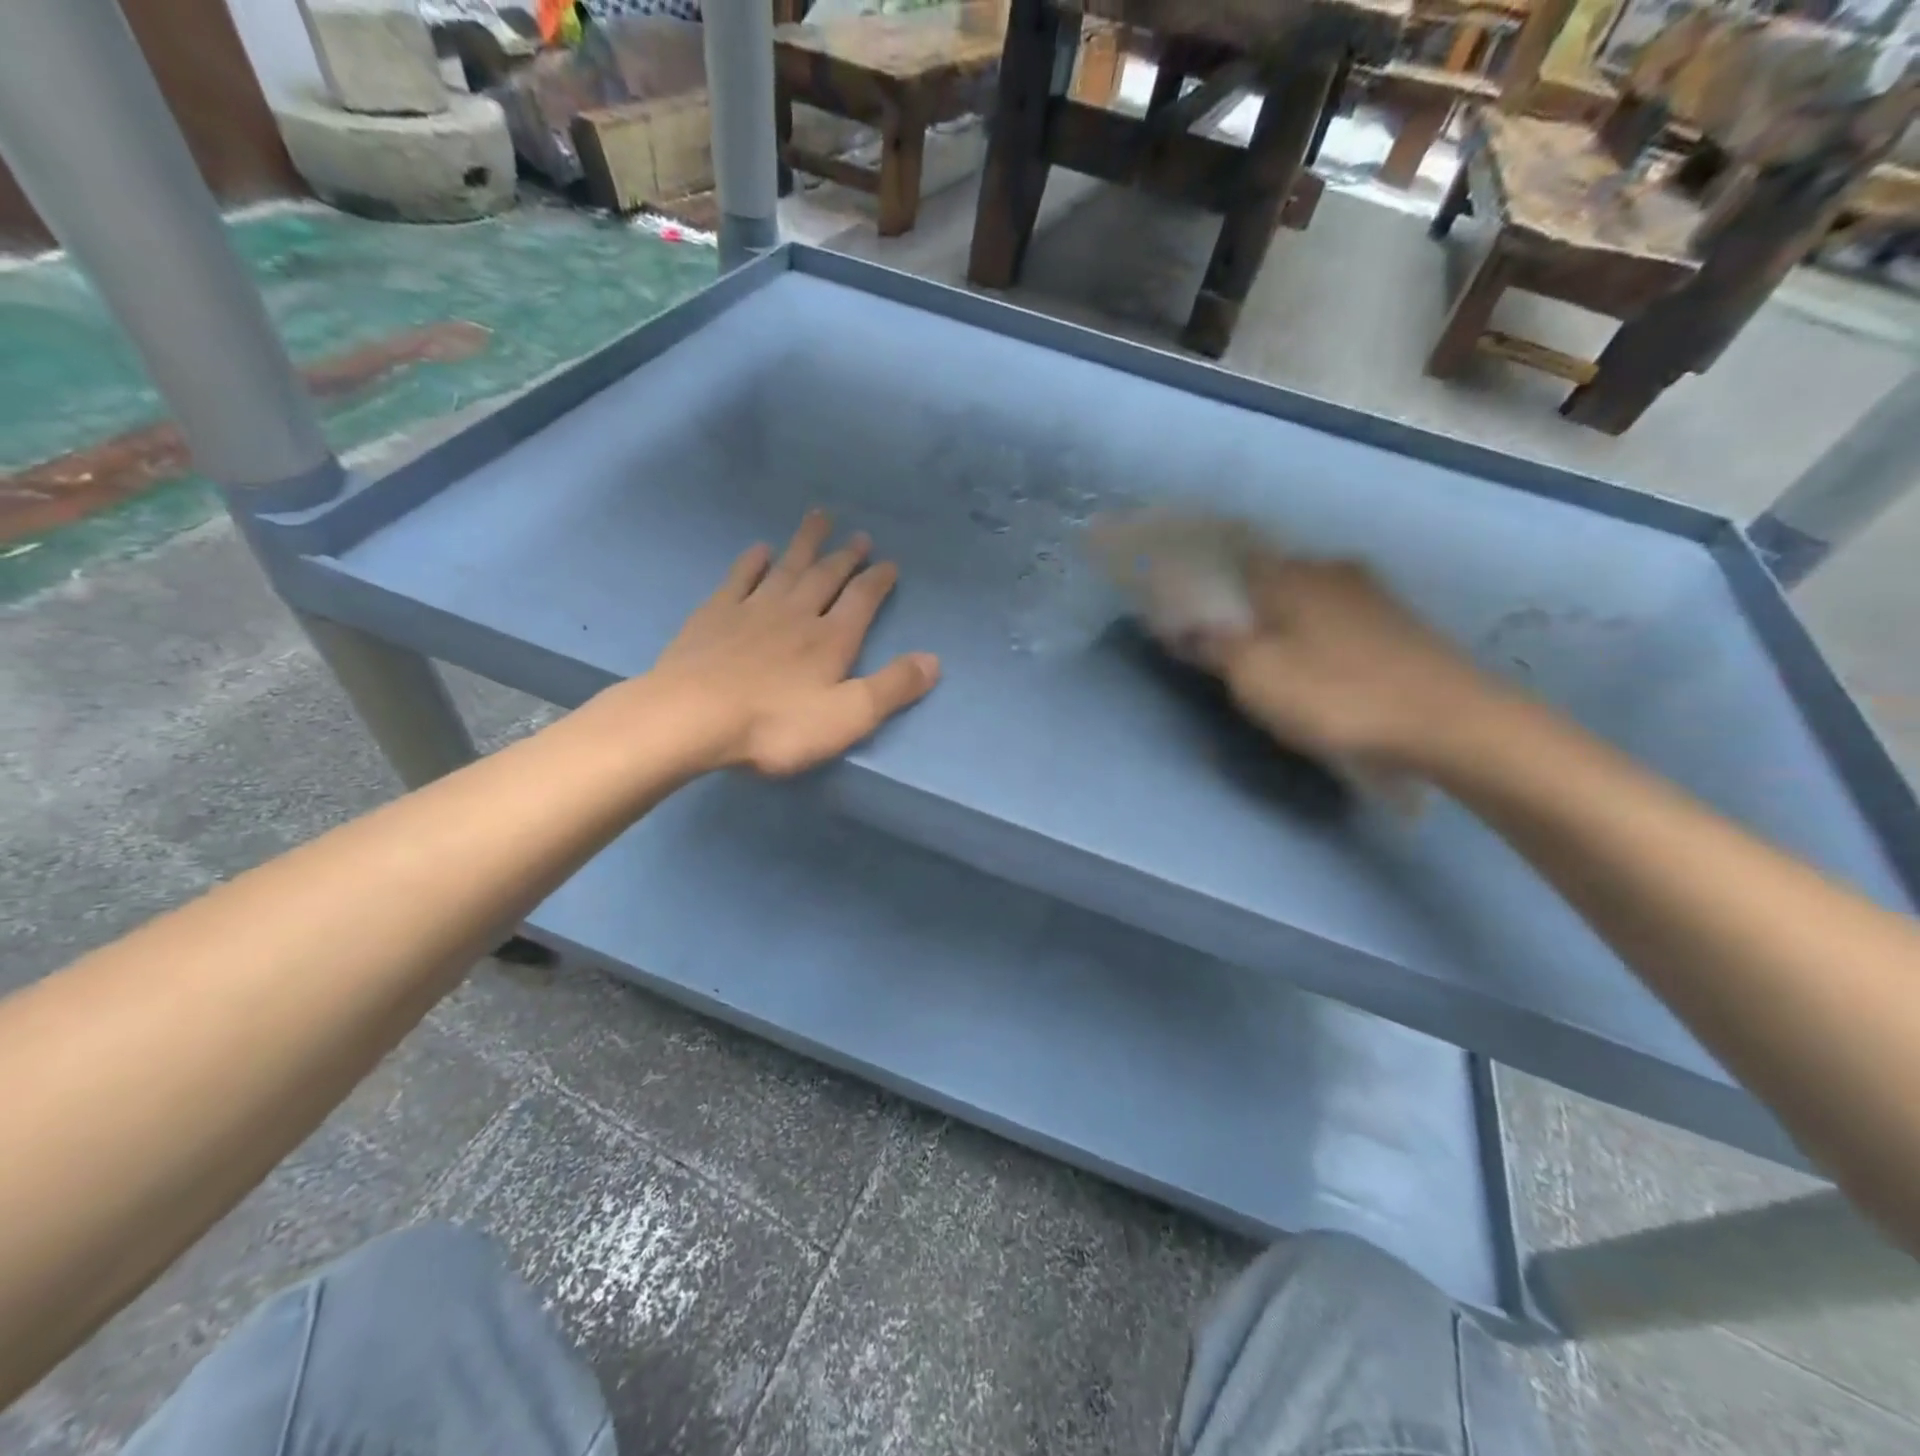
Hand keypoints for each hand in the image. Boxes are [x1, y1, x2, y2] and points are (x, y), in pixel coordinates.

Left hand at [644, 510, 940, 775]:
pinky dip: (752, 562)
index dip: (878, 580)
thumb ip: (893, 688)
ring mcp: (752, 610)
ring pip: (787, 567)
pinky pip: (739, 578)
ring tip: (818, 517)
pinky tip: (759, 550)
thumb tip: (934, 660)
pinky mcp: (715, 616)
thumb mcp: (848, 717)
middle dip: (846, 556)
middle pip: (826, 576)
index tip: (889, 563)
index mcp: (831, 639)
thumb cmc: (776, 724)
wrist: (692, 718)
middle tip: (859, 535)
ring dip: (805, 543)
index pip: (862, 600)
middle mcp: (796, 613)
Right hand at [1194, 554, 1501, 775]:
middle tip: (1224, 647)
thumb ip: (1213, 645)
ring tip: (1268, 662)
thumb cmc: (1336, 695)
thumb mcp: (1255, 676)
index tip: (1184, 614)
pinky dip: (1315, 637)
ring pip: (1305, 600)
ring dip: (1281, 623)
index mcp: (1288, 574)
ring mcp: (1370, 595)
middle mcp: (1329, 570)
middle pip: (1268, 580)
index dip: (1203, 585)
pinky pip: (1335, 620)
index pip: (1230, 561)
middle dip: (1243, 607)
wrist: (1450, 722)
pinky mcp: (1398, 623)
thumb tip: (1181, 624)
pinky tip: (1316, 668)